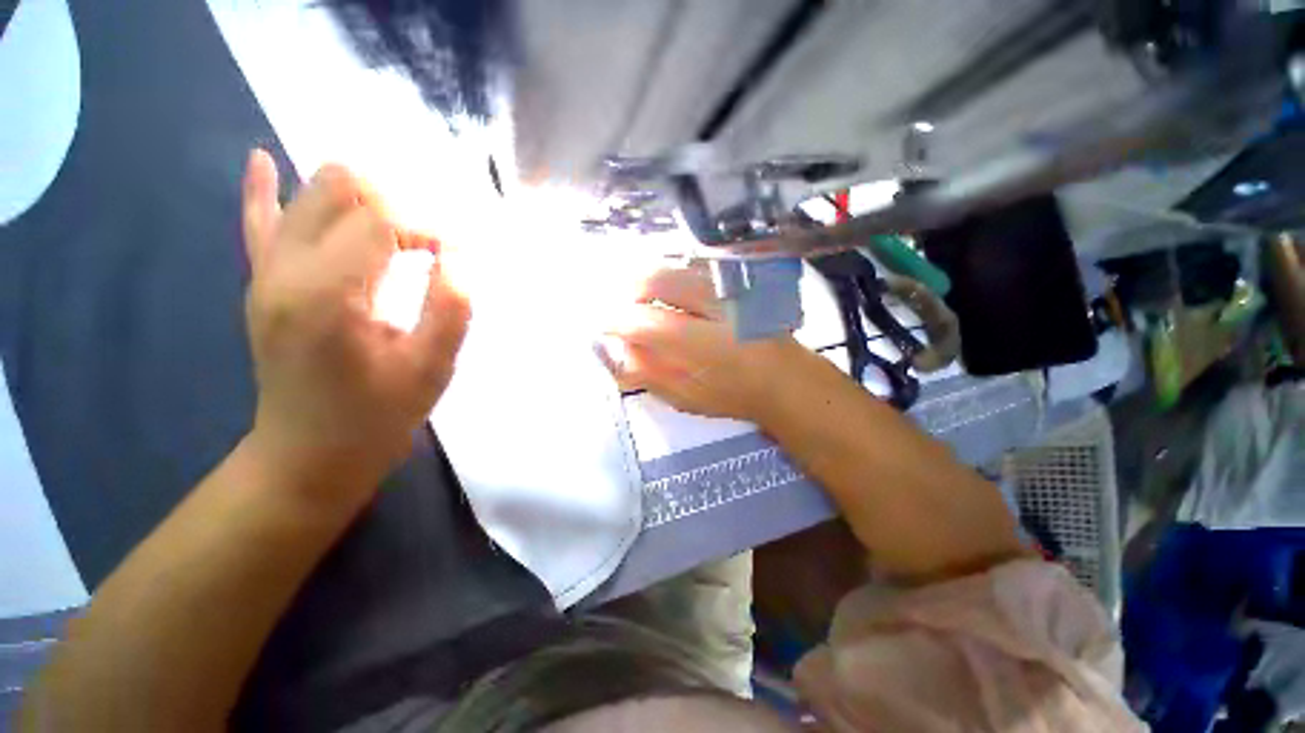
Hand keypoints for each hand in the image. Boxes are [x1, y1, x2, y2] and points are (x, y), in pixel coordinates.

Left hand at [241, 150, 469, 499]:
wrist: (308, 455)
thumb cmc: (377, 416)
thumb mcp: (431, 369)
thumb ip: (451, 307)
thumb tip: (459, 257)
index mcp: (327, 293)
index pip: (382, 219)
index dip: (428, 228)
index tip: (457, 257)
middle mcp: (285, 268)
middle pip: (340, 191)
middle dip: (396, 206)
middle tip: (428, 248)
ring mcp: (265, 272)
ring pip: (306, 196)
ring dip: (360, 199)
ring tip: (396, 229)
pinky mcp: (262, 282)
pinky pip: (257, 221)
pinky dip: (265, 189)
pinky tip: (263, 161)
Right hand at [604, 264, 805, 422]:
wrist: (784, 377)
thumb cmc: (732, 394)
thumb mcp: (684, 397)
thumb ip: (644, 372)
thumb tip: (612, 346)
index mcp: (705, 344)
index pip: (644, 322)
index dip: (614, 321)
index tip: (602, 326)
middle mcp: (716, 304)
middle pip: (655, 279)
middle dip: (628, 292)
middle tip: (624, 313)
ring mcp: (727, 286)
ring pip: (671, 267)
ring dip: (647, 282)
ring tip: (644, 305)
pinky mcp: (733, 279)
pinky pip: (687, 267)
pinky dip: (667, 277)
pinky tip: (668, 297)